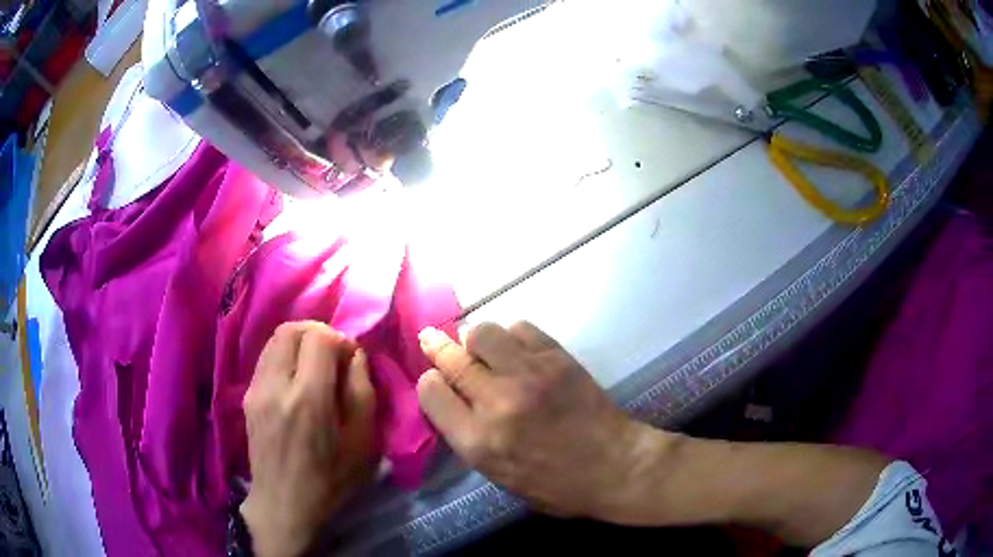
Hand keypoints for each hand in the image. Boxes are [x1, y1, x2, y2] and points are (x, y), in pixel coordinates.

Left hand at [241, 322, 377, 556]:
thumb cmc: (330, 480)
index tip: (351, 360)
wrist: (283, 505)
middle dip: (317, 332)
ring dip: (299, 342)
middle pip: (291, 329)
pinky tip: (297, 382)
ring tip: (315, 367)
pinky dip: (285, 356)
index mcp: (308, 399)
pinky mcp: (247, 396)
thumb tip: (355, 355)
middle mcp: (275, 385)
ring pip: (274, 339)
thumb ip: (362, 392)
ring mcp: (255, 389)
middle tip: (333, 355)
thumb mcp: (363, 442)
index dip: (340, 339)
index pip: (319, 338)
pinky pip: (266, 358)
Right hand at [416, 322, 664, 520]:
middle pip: (451, 359)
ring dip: (475, 340)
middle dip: (436, 348)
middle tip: (432, 340)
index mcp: (479, 442)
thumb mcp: (500, 477)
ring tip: (483, 350)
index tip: (434, 380)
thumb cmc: (558, 486)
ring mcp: (528, 375)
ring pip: (481, 333)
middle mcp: (497, 402)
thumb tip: (453, 401)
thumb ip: (471, 439)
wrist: (616, 466)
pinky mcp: (556, 358)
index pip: (431, 393)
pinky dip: (511, 335)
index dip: (429, 383)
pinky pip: (520, 328)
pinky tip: (517, 350)